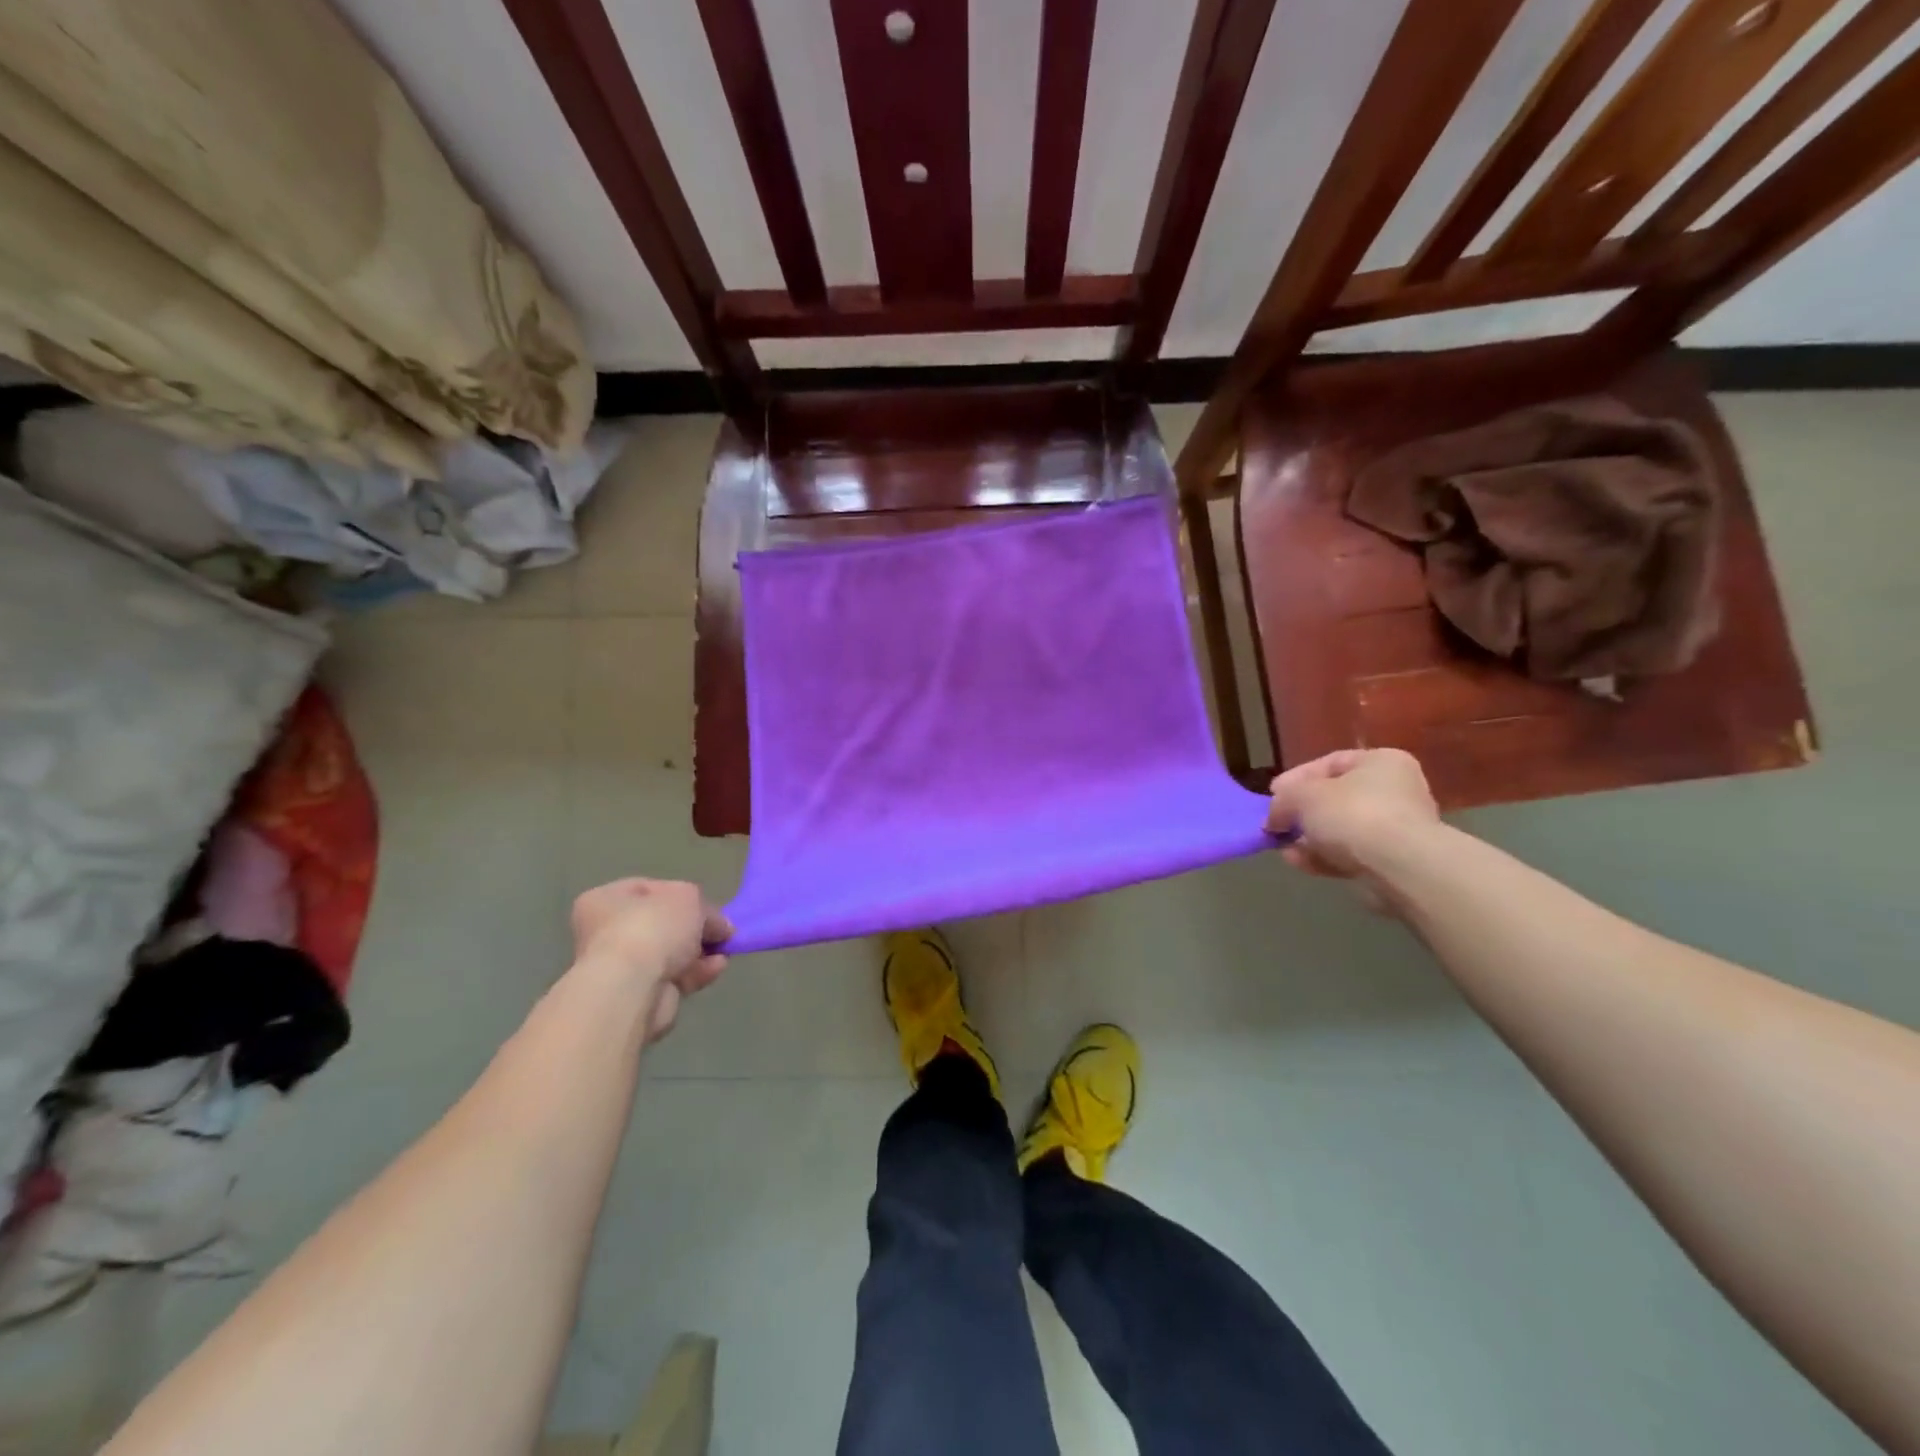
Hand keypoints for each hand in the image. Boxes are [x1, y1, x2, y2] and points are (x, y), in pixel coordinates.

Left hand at [570, 879, 730, 1042]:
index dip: (682, 894)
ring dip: (701, 952)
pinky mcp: (638, 995)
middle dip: (696, 928)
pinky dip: (697, 972)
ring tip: (724, 951)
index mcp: (606, 899)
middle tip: (720, 930)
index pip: (649, 889)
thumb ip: (706, 909)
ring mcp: (621, 967)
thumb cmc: (652, 928)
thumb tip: (719, 927)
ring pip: (671, 953)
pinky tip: (716, 968)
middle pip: (663, 924)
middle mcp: (605, 932)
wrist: (632, 989)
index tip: (707, 905)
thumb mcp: (688, 898)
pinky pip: (674, 977)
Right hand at [1267, 748, 1438, 879]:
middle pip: (1337, 798)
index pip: (1331, 762)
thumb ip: (1283, 801)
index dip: (1296, 777)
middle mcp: (1396, 791)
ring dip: (1309, 838)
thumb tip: (1273, 816)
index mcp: (1381, 762)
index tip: (1272, 794)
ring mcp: (1397, 829)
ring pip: (1342, 830)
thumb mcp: (1302, 796)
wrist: (1399, 866)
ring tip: (1282, 846)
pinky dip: (1323, 857)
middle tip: (1277, 822)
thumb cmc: (1353, 814)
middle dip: (1302, 812)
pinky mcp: (1393, 862)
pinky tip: (1297, 862)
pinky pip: (1350, 855)